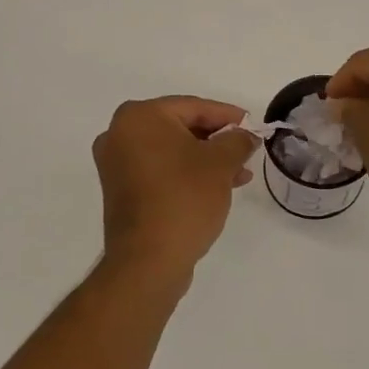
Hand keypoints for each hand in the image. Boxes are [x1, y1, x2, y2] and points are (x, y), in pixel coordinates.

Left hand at [93, 96, 258, 285]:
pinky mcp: (120, 190)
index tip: (252, 126)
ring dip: (205, 159)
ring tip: (238, 175)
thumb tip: (245, 135)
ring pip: (171, 150)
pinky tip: (216, 187)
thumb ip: (237, 140)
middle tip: (246, 151)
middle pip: (180, 127)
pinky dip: (186, 173)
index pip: (193, 107)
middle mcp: (120, 134)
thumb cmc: (184, 199)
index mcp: (140, 117)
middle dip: (216, 140)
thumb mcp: (221, 163)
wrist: (148, 261)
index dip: (228, 116)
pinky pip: (159, 169)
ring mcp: (116, 164)